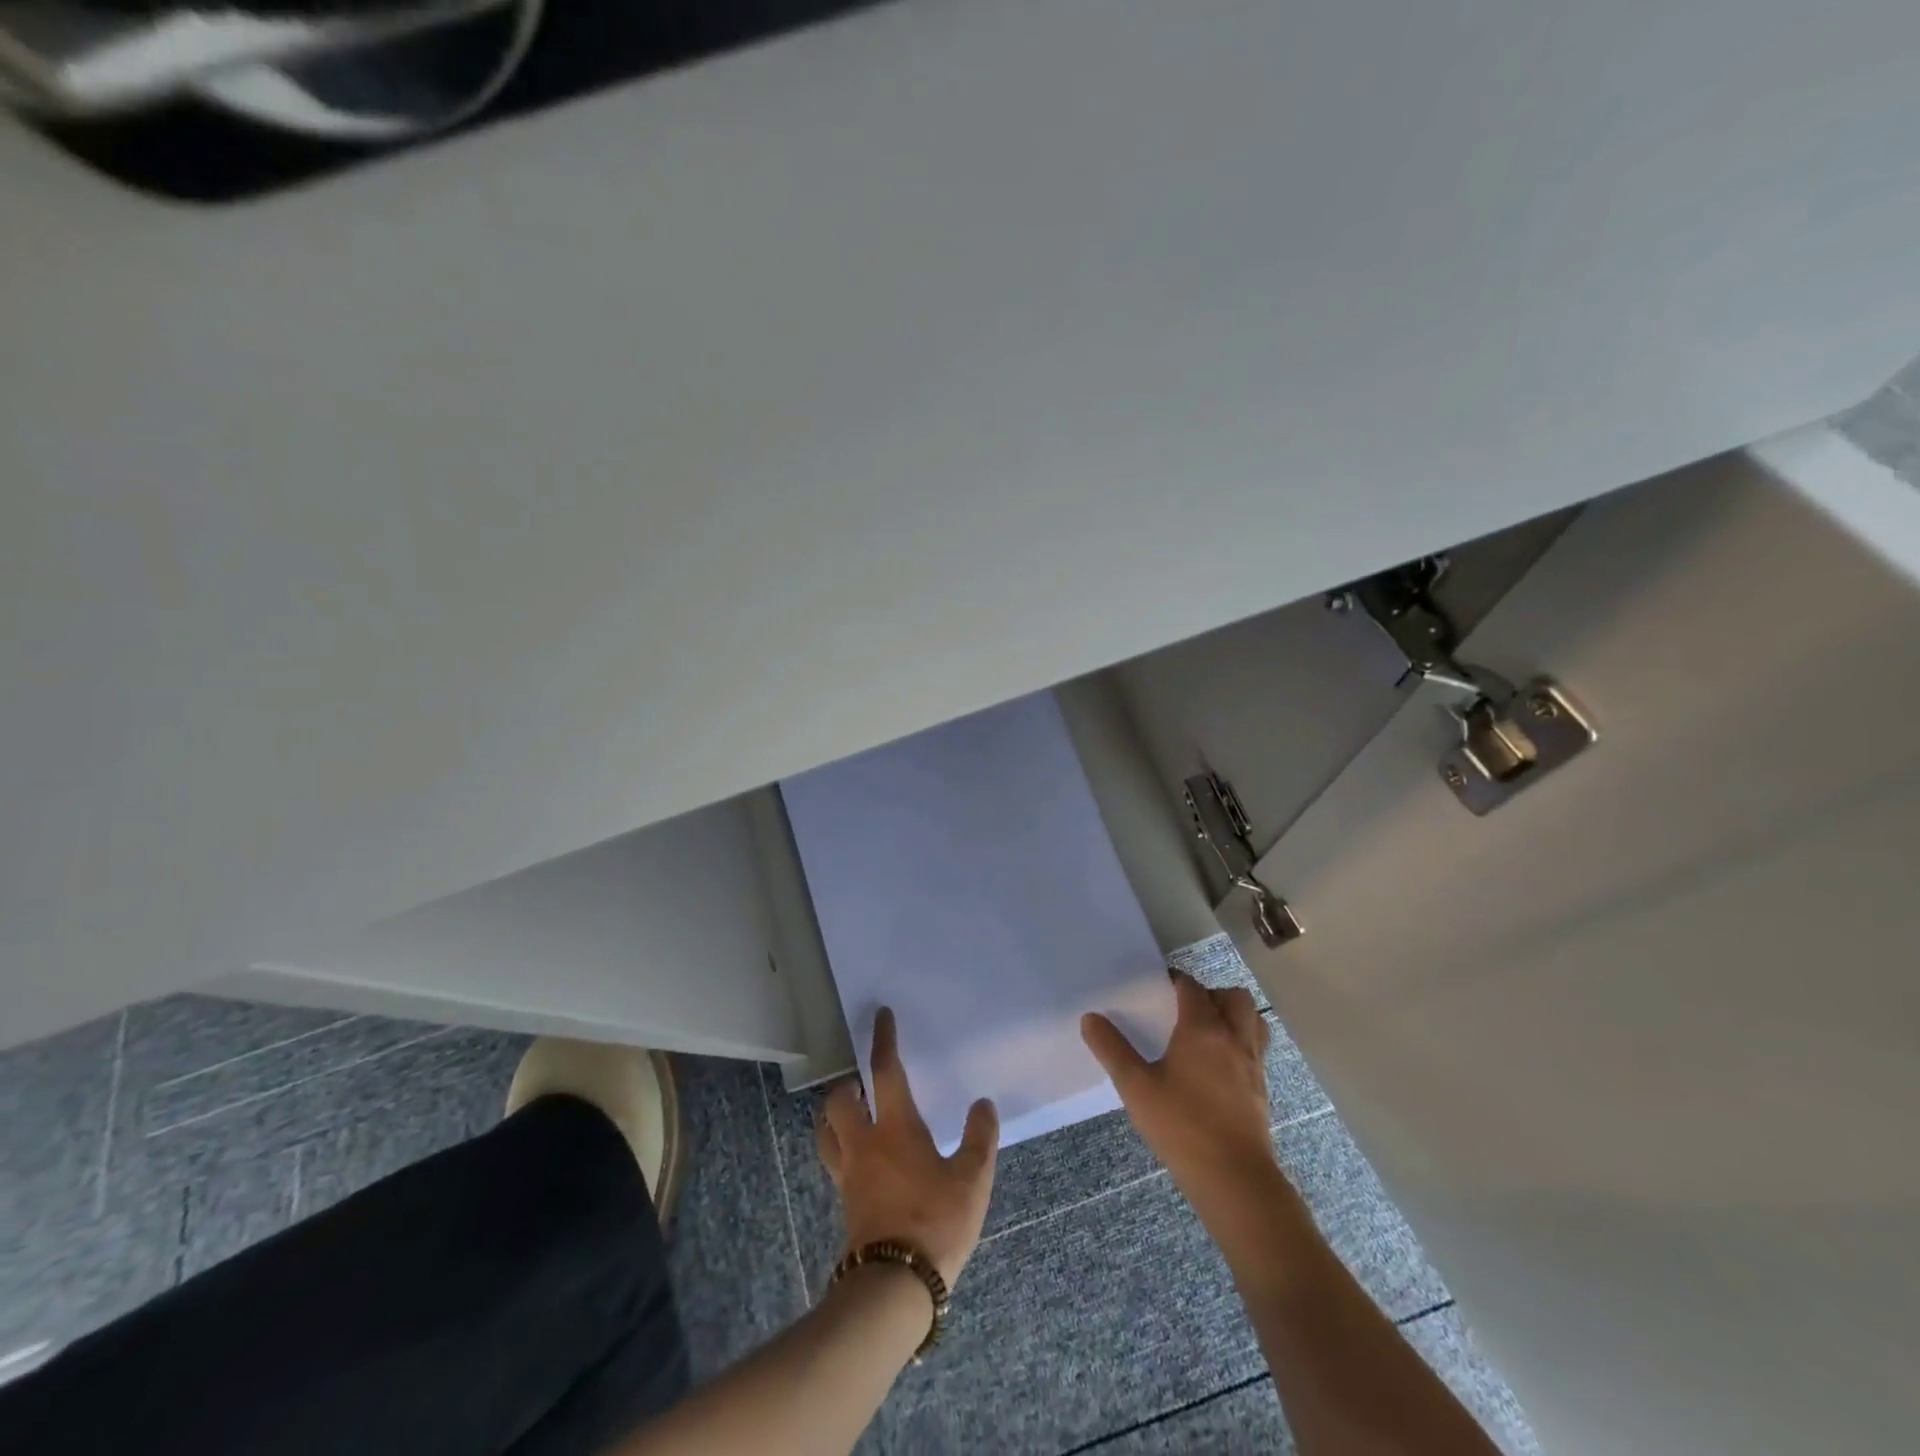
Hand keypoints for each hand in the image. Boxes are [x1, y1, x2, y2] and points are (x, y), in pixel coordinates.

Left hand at [816, 1007, 999, 1287]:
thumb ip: (979, 1138)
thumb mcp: (972, 1179)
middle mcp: (864, 1143)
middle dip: (847, 1084)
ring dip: (833, 1115)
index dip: (883, 1039)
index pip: (884, 1070)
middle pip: (839, 1099)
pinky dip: (838, 1147)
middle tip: (863, 1083)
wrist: (894, 1286)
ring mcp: (849, 1174)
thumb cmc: (935, 1222)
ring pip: (826, 1130)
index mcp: (895, 1127)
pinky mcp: (845, 1202)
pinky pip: (832, 1161)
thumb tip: (982, 1104)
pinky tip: (858, 1158)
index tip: (881, 1016)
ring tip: (851, 1114)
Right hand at [1081, 973, 1276, 1218]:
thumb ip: (1112, 1049)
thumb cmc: (1182, 1126)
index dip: (1176, 981)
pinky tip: (1218, 1067)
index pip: (1192, 988)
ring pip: (1253, 1021)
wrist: (1235, 1179)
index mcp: (1203, 1029)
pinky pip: (1256, 1050)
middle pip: (1234, 997)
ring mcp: (1253, 1064)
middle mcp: (1234, 1038)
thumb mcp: (1136, 1087)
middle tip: (1186, 1010)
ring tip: (1207, 1033)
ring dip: (1234, 1016)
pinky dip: (1241, 1044)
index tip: (1158, 987)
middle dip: (1212, 994)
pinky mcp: (1262, 1090)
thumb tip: (1090, 1018)